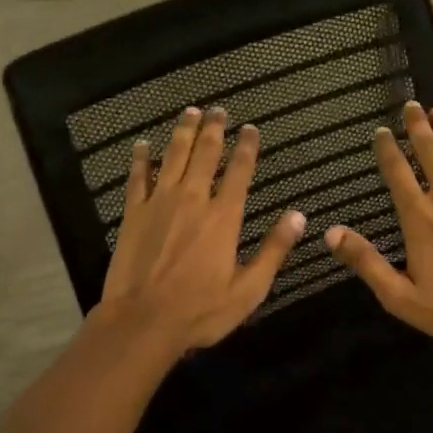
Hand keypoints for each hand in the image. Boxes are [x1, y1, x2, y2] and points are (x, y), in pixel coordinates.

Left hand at [96, 106, 304, 355]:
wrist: (142, 322)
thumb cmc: (200, 310)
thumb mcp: (249, 289)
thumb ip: (274, 250)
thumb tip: (298, 216)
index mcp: (224, 217)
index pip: (240, 171)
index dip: (247, 147)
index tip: (250, 128)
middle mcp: (193, 200)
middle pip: (205, 154)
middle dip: (214, 129)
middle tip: (218, 110)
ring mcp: (160, 203)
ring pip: (173, 157)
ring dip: (183, 132)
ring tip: (190, 112)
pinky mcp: (134, 214)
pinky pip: (138, 178)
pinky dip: (141, 159)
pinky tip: (142, 144)